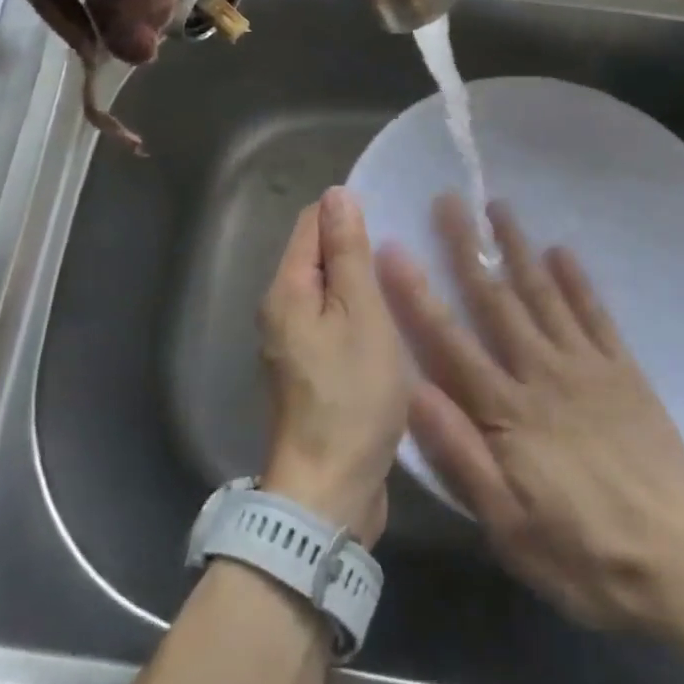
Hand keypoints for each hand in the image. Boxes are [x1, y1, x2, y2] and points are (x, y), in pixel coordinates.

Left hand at [258, 188, 409, 544]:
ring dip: (359, 284)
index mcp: (286, 289)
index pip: (312, 221)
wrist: (330, 489)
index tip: (391, 220)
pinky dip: (356, 315)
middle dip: (356, 248)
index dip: (349, 213)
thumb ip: (348, 252)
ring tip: (402, 285)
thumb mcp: (361, 314)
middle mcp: (279, 309)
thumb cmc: (352, 395)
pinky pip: (331, 322)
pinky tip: (388, 324)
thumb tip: (337, 194)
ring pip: (327, 290)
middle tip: (404, 254)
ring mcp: (290, 343)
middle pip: (317, 255)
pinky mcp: (307, 370)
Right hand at [378, 196, 683, 632]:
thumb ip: (458, 454)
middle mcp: (541, 372)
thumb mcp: (507, 525)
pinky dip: (578, 280)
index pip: (449, 340)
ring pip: (544, 293)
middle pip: (496, 300)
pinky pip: (596, 314)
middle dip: (468, 248)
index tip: (394, 248)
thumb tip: (412, 389)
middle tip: (449, 200)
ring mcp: (587, 366)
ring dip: (518, 248)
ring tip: (499, 207)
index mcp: (506, 411)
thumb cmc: (585, 553)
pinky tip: (562, 251)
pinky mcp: (625, 371)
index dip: (417, 294)